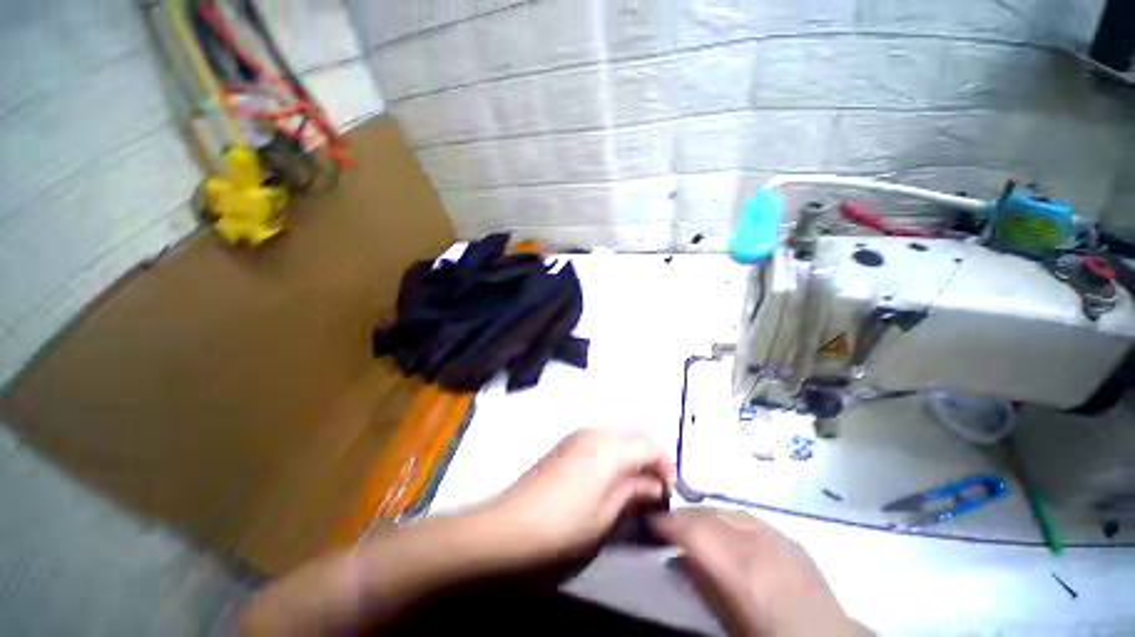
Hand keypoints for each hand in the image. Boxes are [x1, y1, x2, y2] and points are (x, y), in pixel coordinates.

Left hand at [479, 428, 674, 560]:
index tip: (669, 490)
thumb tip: (655, 485)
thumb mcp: (608, 514)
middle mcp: (596, 431)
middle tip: (653, 488)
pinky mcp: (567, 443)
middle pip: (635, 435)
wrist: (512, 525)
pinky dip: (613, 455)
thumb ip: (635, 492)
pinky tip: (608, 479)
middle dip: (649, 458)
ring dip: (631, 456)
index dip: (666, 465)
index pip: (651, 444)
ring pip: (618, 437)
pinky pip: (600, 441)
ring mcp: (579, 435)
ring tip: (632, 486)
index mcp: (610, 446)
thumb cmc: (567, 525)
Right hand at [651, 508, 854, 636]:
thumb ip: (703, 585)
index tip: (649, 522)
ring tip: (691, 526)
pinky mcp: (789, 539)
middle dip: (683, 515)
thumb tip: (678, 558)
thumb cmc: (774, 635)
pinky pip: (748, 518)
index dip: (667, 522)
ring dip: (704, 515)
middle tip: (665, 524)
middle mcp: (760, 543)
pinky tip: (723, 530)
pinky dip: (727, 519)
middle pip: (710, 514)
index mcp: (744, 569)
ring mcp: (778, 537)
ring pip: (727, 511)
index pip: (695, 529)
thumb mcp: (731, 621)